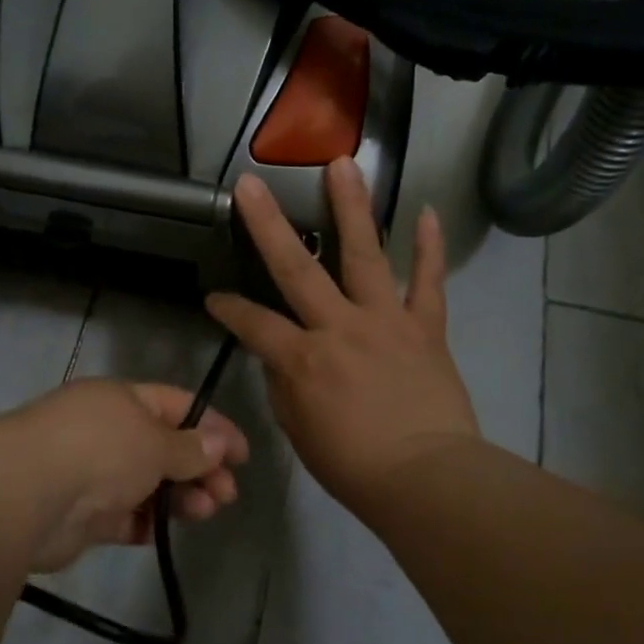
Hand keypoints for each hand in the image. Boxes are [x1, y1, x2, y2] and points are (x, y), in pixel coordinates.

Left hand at [7, 379, 250, 572]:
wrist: (25, 494)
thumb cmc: (99, 449)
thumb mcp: (155, 441)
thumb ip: (190, 447)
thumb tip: (218, 443)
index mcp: (121, 400)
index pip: (177, 405)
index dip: (213, 426)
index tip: (243, 455)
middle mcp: (106, 431)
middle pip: (164, 447)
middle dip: (200, 468)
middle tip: (227, 494)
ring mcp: (92, 473)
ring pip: (147, 484)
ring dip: (179, 497)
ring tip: (205, 512)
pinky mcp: (82, 515)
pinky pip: (124, 516)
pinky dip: (146, 522)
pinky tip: (162, 531)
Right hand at [206, 157, 477, 522]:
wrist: (426, 479)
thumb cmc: (353, 466)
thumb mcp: (299, 431)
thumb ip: (285, 385)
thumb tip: (281, 355)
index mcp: (302, 358)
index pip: (252, 323)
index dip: (228, 309)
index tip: (213, 298)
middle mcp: (339, 327)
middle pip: (296, 269)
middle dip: (268, 225)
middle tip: (251, 184)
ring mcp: (385, 321)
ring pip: (365, 255)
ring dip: (352, 208)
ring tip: (343, 164)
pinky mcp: (425, 327)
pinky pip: (430, 282)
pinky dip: (430, 248)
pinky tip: (427, 212)